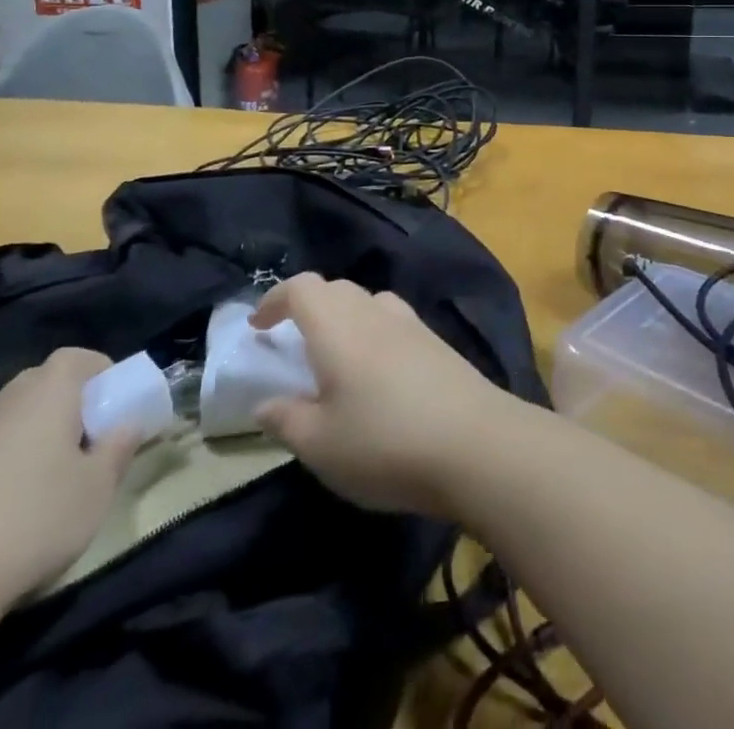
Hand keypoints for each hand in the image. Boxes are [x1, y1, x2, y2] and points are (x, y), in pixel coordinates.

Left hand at [0, 348, 137, 608]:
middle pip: (42, 385)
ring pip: (9, 419)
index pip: (79, 358)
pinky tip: (2, 509)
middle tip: (86, 443)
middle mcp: (3, 399)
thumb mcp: (97, 488)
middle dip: (68, 405)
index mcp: (48, 390)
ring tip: (44, 477)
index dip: (102, 374)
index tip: (115, 406)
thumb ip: (119, 448)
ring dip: (30, 435)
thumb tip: (128, 424)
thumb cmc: (32, 521)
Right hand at [251, 273, 524, 516]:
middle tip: (292, 343)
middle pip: (335, 289)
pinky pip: (393, 321)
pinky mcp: (436, 342)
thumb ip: (286, 420)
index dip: (275, 299)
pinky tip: (377, 373)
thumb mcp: (320, 445)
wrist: (475, 443)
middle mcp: (374, 312)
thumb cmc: (384, 442)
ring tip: (334, 358)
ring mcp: (410, 324)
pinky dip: (373, 333)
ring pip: (367, 302)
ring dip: (344, 318)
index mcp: (337, 327)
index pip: (301, 288)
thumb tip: (265, 404)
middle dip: (308, 307)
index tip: (258, 326)